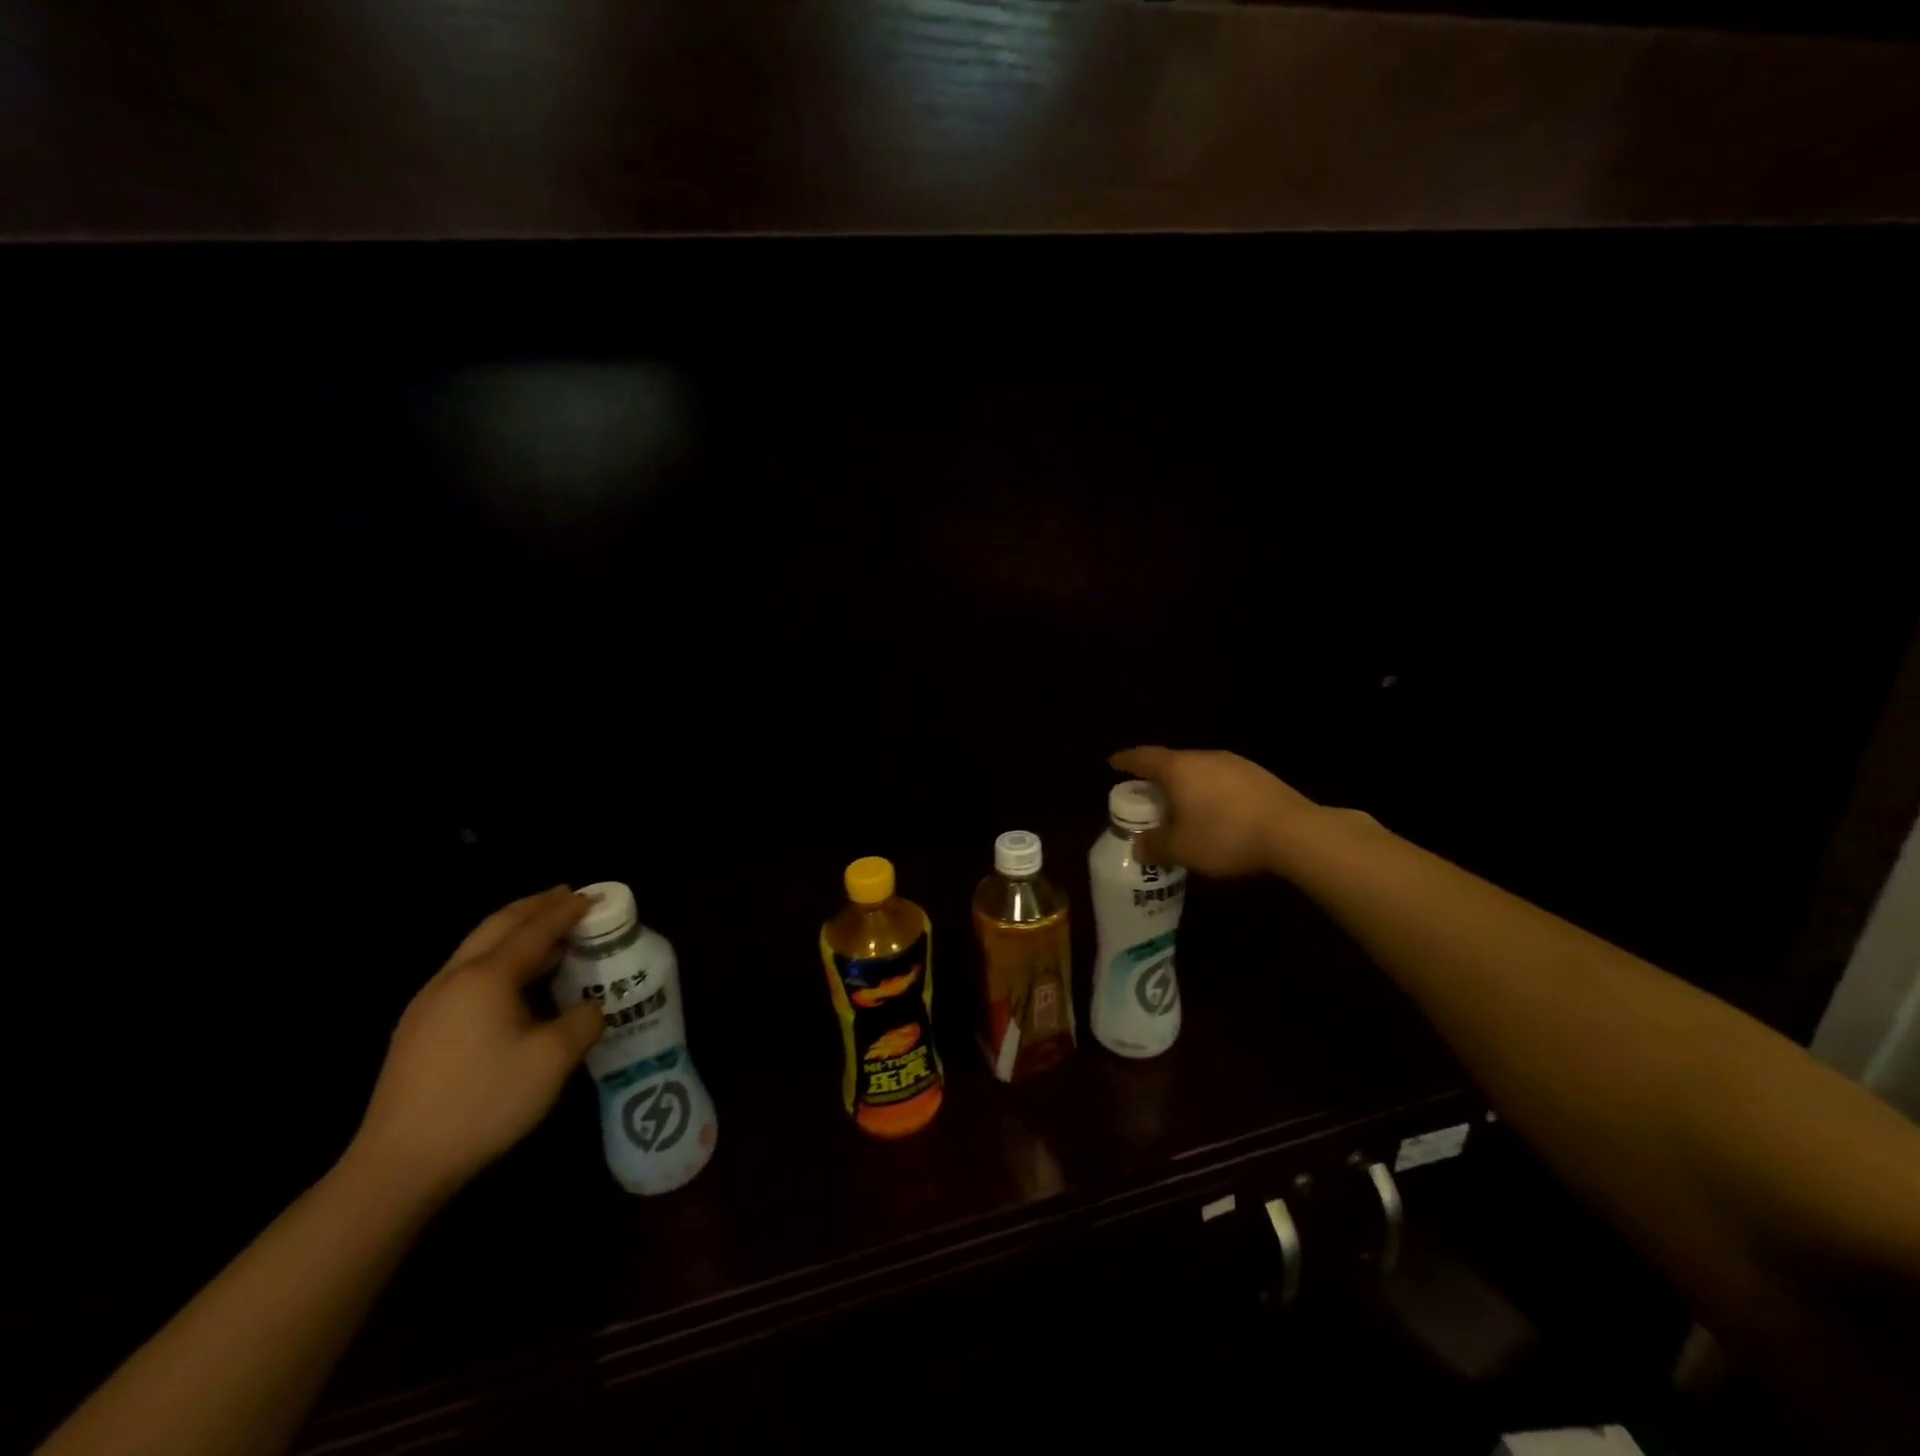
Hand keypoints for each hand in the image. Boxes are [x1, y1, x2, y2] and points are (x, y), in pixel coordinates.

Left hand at [349, 887, 602, 1202]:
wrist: (398, 1163)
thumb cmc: (483, 1102)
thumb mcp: (552, 1061)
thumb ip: (583, 1022)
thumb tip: (592, 1008)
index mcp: (488, 977)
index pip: (535, 930)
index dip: (567, 911)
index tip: (594, 896)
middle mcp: (455, 977)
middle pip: (498, 925)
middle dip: (534, 906)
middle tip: (567, 895)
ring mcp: (429, 1002)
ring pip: (477, 946)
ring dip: (514, 930)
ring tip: (546, 930)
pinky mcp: (418, 1028)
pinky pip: (466, 971)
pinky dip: (498, 956)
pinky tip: (512, 978)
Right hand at [1109, 746, 1317, 877]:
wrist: (1294, 833)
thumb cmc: (1226, 836)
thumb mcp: (1182, 849)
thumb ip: (1155, 845)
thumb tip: (1138, 844)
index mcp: (1178, 768)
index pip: (1143, 757)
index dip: (1125, 761)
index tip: (1113, 764)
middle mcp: (1204, 757)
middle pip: (1171, 761)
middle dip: (1156, 777)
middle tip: (1147, 796)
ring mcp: (1234, 763)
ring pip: (1199, 770)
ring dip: (1185, 785)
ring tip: (1180, 807)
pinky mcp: (1258, 775)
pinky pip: (1221, 779)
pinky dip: (1209, 792)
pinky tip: (1215, 813)